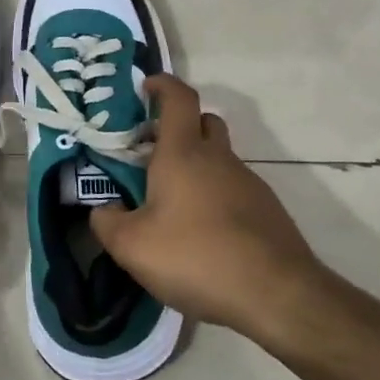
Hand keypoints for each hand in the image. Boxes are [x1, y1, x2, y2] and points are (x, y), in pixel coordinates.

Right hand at [91, 76, 323, 346]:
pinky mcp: (266, 210)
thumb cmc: (196, 257)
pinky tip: (202, 233)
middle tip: (152, 150)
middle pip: (203, 122)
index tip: (145, 87)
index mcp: (183, 153)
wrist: (276, 295)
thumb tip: (103, 209)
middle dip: (179, 126)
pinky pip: (233, 188)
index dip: (163, 84)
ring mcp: (248, 183)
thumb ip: (107, 222)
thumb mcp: (132, 246)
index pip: (178, 98)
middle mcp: (218, 158)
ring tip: (171, 203)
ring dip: (196, 166)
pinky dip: (214, 196)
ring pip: (219, 157)